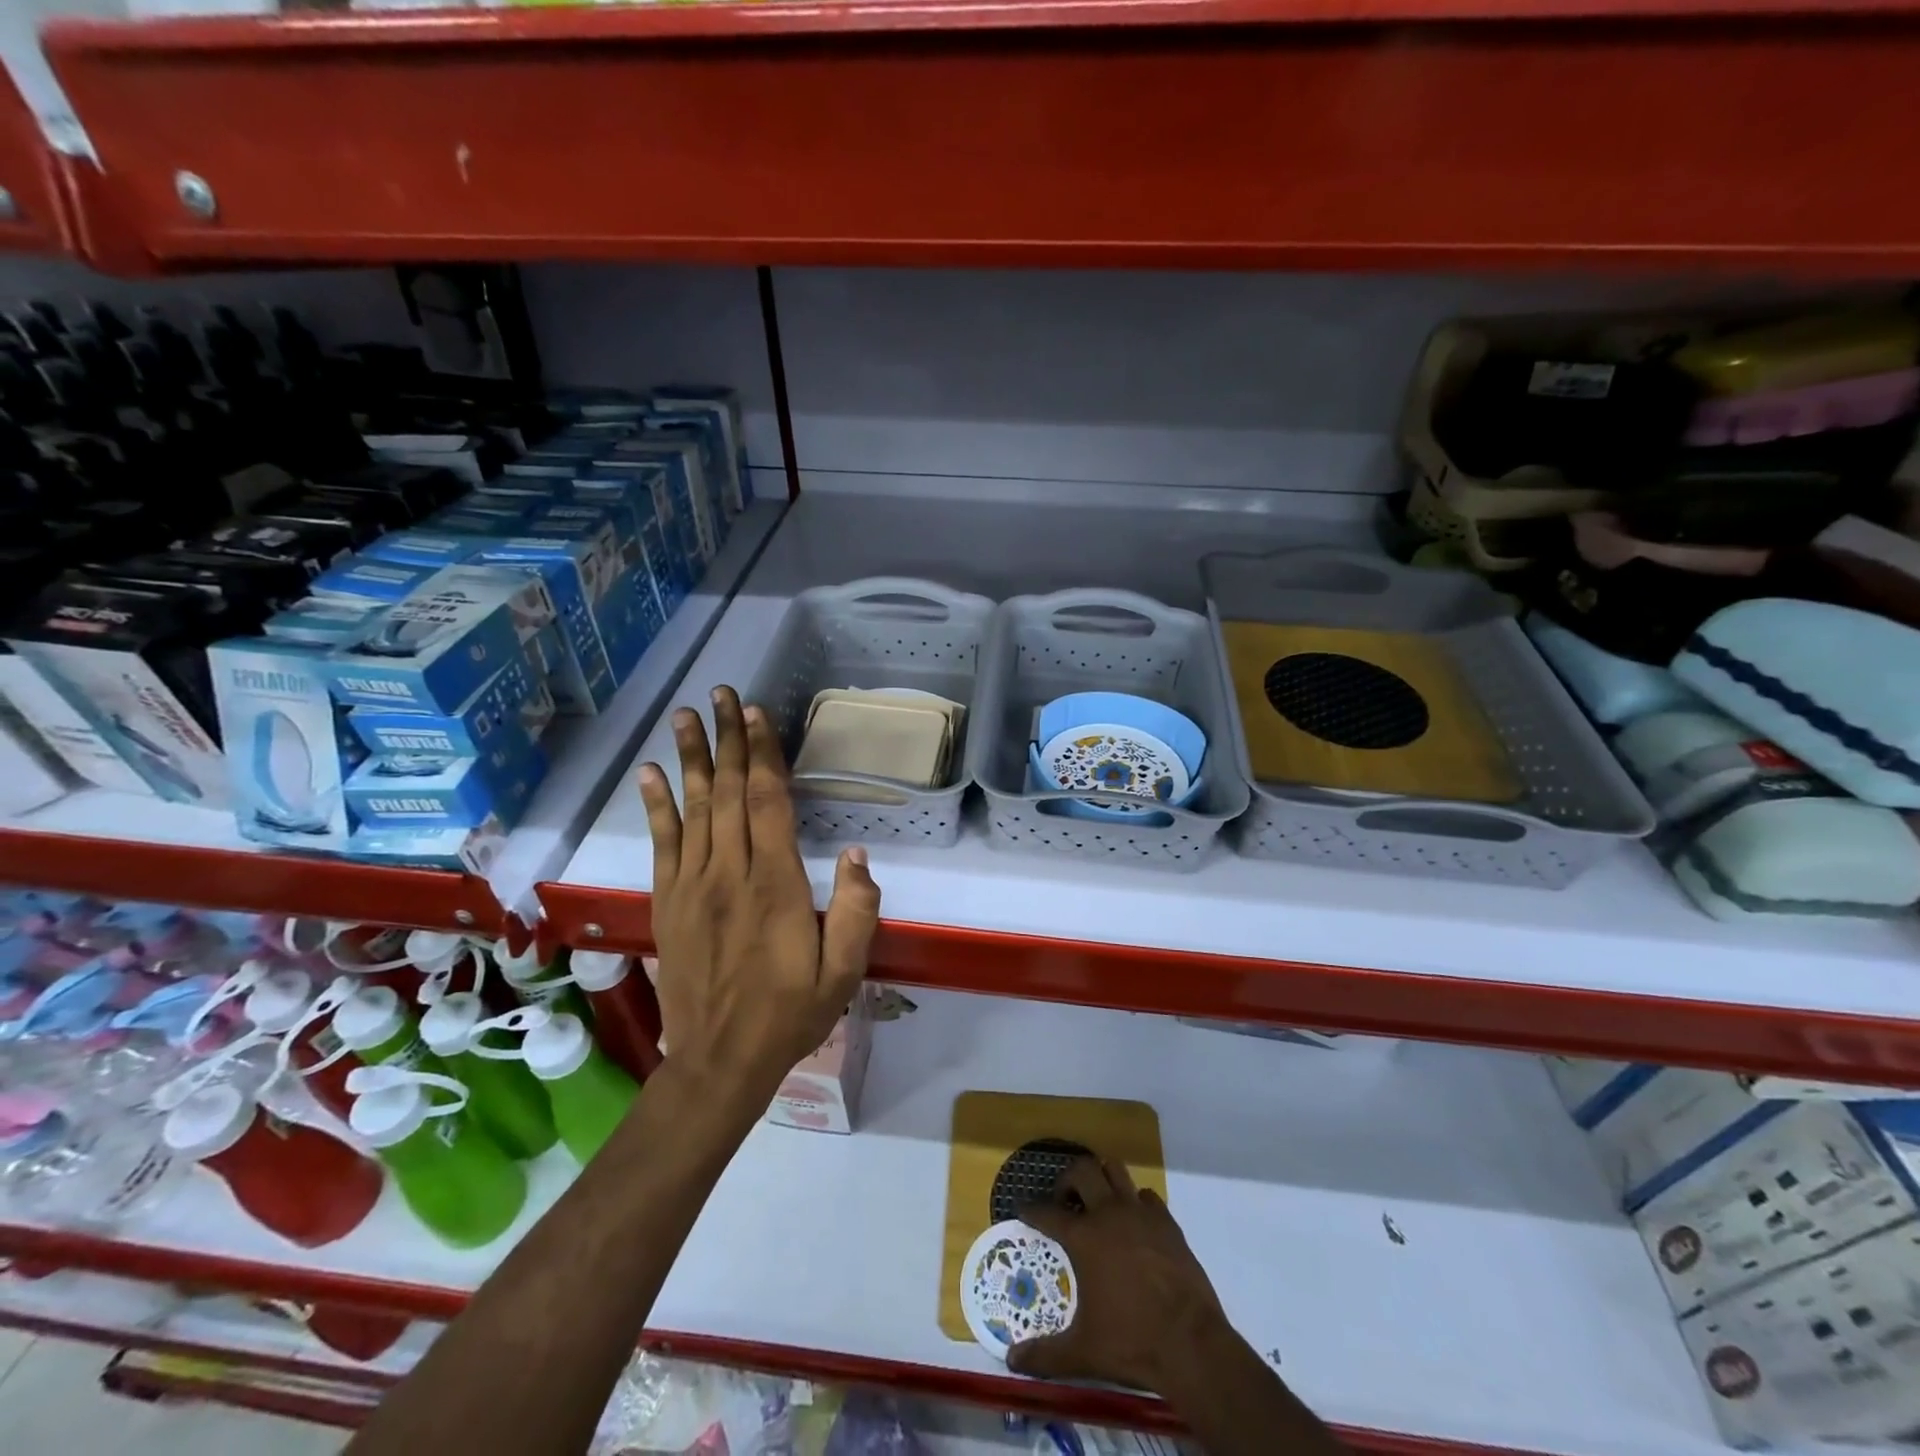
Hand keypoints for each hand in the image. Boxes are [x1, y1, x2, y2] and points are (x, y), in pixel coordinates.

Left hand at [638, 686, 880, 1102]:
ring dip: (691, 758)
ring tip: (685, 716)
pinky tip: (651, 774)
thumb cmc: (790, 1013)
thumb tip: (855, 853)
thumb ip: (856, 910)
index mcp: (775, 884)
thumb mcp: (844, 972)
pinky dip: (656, 806)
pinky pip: (661, 844)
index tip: (756, 714)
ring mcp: (693, 886)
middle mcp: (730, 873)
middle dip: (728, 740)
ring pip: (694, 808)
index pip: (768, 803)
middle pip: (730, 792)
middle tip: (721, 694)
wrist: (720, 1060)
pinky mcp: (668, 902)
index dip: (763, 755)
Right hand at [1009, 1156, 1229, 1392]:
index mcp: (1084, 1237)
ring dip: (1102, 1179)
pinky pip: (1146, 1196)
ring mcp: (1140, 1213)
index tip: (1023, 1209)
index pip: (1047, 1213)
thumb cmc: (1132, 1343)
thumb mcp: (1083, 1353)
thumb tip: (1012, 1360)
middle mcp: (1109, 1213)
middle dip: (1067, 1180)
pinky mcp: (1167, 1222)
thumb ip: (1045, 1355)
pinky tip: (1134, 1224)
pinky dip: (1135, 1203)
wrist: (1192, 1344)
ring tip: (1097, 1202)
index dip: (1031, 1210)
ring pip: (1115, 1170)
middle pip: (1082, 1170)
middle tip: (1064, 1202)